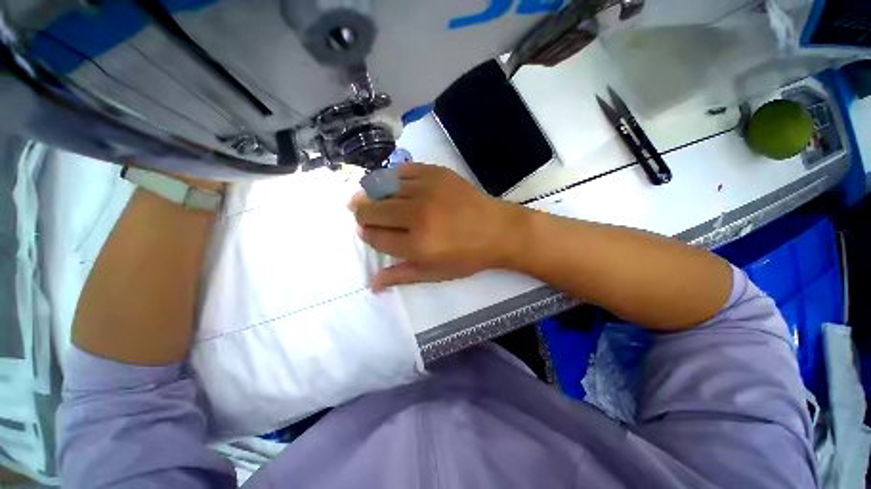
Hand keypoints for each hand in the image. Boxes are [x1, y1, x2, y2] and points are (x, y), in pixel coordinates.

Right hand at [349, 164, 524, 289]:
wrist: (498, 230)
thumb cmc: (467, 256)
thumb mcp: (435, 273)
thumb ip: (402, 276)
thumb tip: (372, 284)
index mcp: (417, 245)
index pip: (375, 237)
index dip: (366, 234)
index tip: (367, 231)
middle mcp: (418, 215)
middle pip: (373, 210)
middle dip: (362, 214)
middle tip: (363, 213)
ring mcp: (427, 190)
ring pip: (383, 188)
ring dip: (374, 195)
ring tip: (374, 198)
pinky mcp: (437, 173)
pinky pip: (403, 170)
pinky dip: (393, 177)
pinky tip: (395, 185)